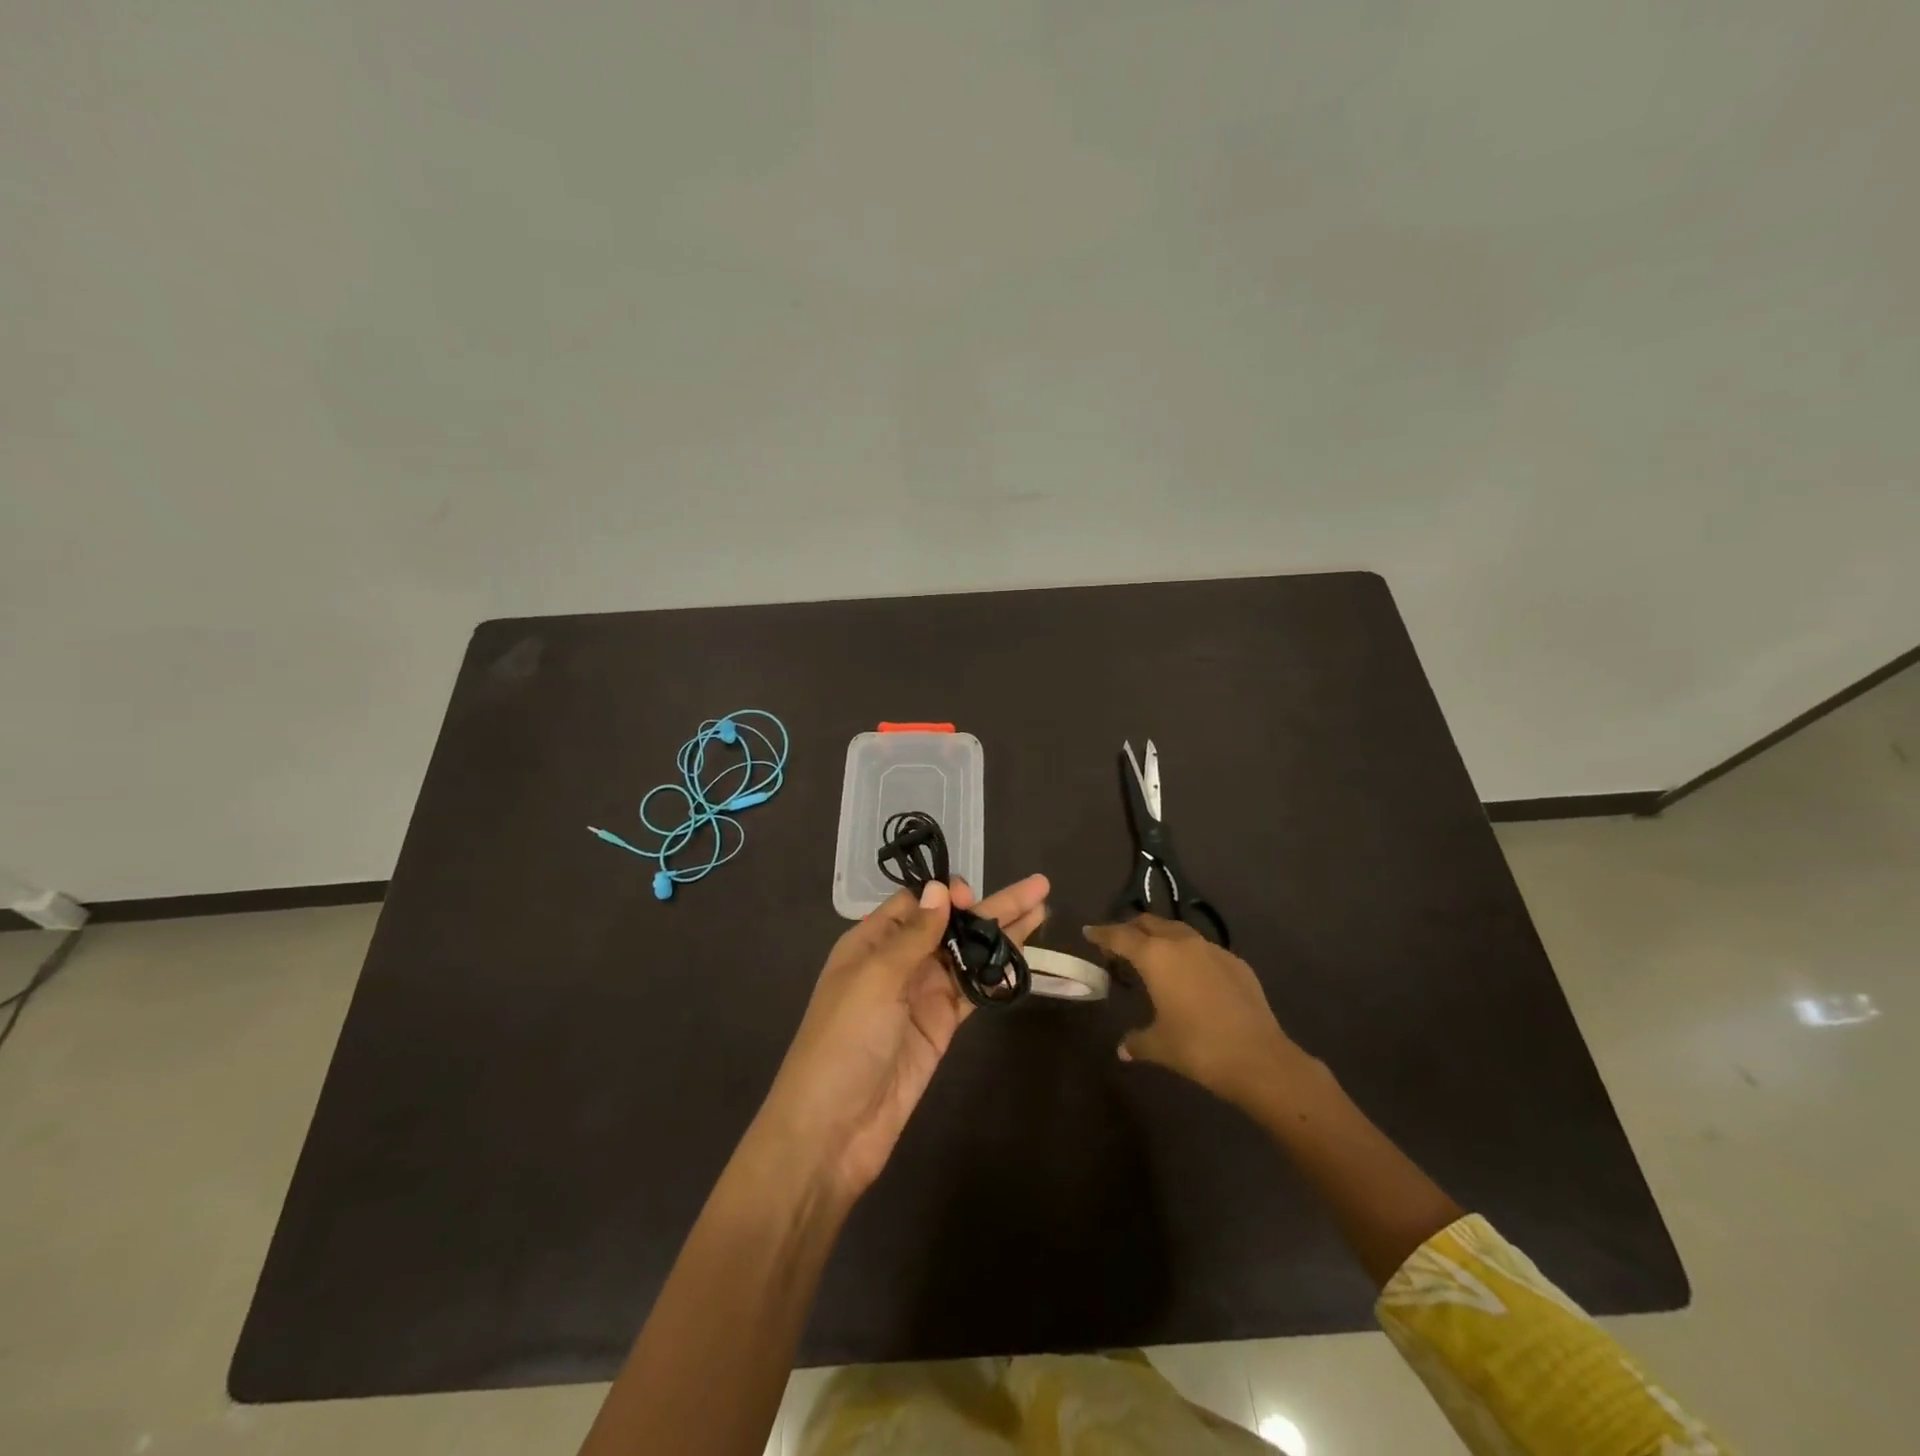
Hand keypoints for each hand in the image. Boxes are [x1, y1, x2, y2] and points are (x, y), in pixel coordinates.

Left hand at [759, 874, 1049, 1202]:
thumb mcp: (874, 978)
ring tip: (1042, 911)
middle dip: (991, 907)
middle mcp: (898, 963)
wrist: (833, 1128)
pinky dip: (997, 973)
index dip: (946, 895)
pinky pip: (973, 991)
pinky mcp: (940, 1028)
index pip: (916, 905)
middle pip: (951, 925)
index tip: (971, 896)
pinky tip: (1024, 956)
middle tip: (1038, 888)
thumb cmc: (845, 1040)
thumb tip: (940, 890)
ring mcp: (922, 996)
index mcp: (871, 943)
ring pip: (968, 955)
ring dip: (1002, 935)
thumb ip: (913, 935)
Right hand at [1083, 915, 1300, 1112]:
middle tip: (1120, 943)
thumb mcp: (1159, 1046)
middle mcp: (1182, 943)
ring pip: (1178, 931)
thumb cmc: (1198, 1047)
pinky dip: (1189, 954)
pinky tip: (1191, 976)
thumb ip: (1136, 1041)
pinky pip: (1204, 949)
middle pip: (1149, 923)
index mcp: (1155, 956)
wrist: (1258, 1058)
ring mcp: (1212, 949)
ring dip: (1161, 937)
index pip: (1120, 936)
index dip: (1102, 933)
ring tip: (1154, 955)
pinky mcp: (1236, 963)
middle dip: (1132, 928)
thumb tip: (1123, 1049)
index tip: (1089, 931)